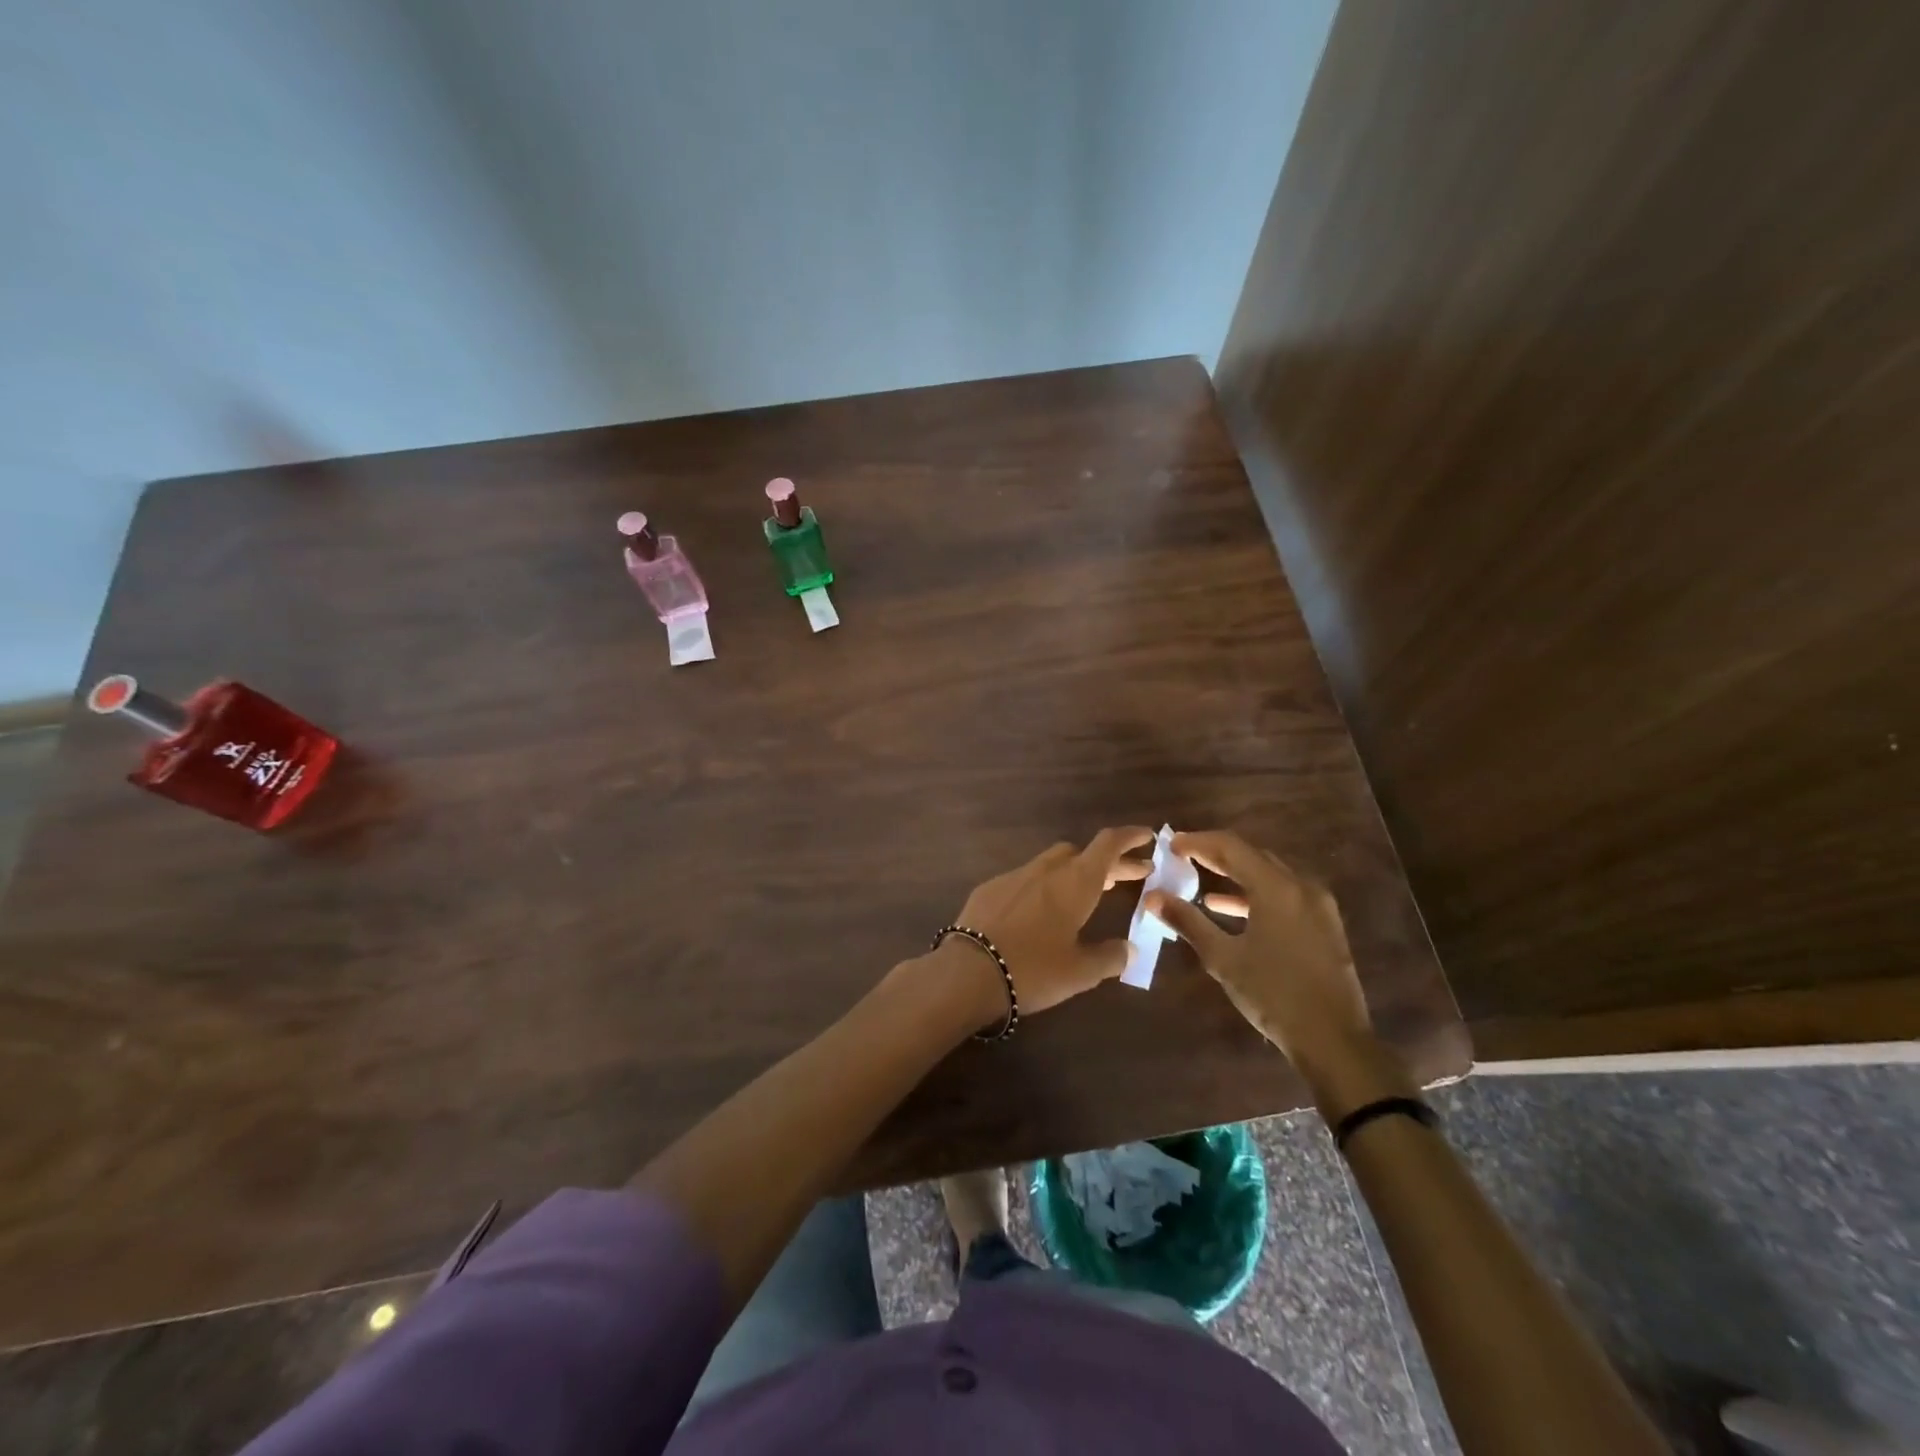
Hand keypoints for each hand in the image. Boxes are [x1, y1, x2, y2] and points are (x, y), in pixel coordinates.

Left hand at [948, 827, 1153, 1018]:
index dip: (1129, 837)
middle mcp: (1046, 870)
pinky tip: (1041, 911)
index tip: (1147, 836)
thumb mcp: (1080, 972)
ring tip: (1085, 894)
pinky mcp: (989, 889)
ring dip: (1073, 873)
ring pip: (1051, 863)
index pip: (1107, 845)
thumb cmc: (1033, 969)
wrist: (967, 971)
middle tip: (1126, 877)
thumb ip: (1109, 957)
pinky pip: (1025, 879)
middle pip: (1080, 853)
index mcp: (1075, 882)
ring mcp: (1014, 876)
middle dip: (1106, 862)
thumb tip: (1128, 948)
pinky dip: (1043, 886)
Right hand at [1145, 830, 1371, 1071]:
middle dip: (1216, 855)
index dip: (1198, 842)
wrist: (1333, 1040)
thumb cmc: (1273, 994)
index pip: (1231, 846)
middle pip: (1252, 855)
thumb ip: (1187, 921)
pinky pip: (1284, 893)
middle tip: (1184, 858)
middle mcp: (1301, 886)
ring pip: (1270, 874)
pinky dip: (1255, 894)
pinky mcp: (1324, 925)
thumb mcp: (1223, 958)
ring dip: (1235, 875)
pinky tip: (1231, 911)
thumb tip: (1153, 897)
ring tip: (1202, 883)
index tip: (1171, 844)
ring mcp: (1318, 905)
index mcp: (1277, 887)